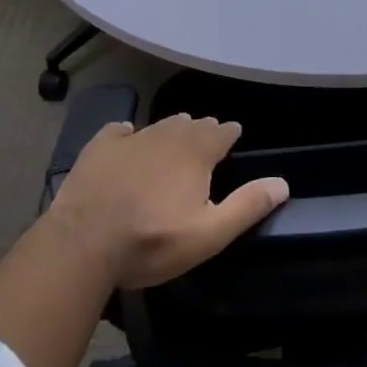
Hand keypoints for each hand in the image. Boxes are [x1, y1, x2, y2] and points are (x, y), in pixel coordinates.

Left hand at [46, 114, 289, 288]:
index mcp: (196, 152)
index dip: (230, 133)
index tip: (234, 135)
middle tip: (207, 137)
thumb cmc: (152, 241)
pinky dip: (128, 134)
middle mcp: (167, 134)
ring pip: (159, 125)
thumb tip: (282, 183)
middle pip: (191, 125)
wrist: (84, 242)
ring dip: (171, 130)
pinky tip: (126, 138)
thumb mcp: (208, 234)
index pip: (222, 132)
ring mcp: (131, 138)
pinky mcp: (99, 146)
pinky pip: (120, 131)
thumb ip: (247, 206)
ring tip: (176, 134)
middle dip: (202, 130)